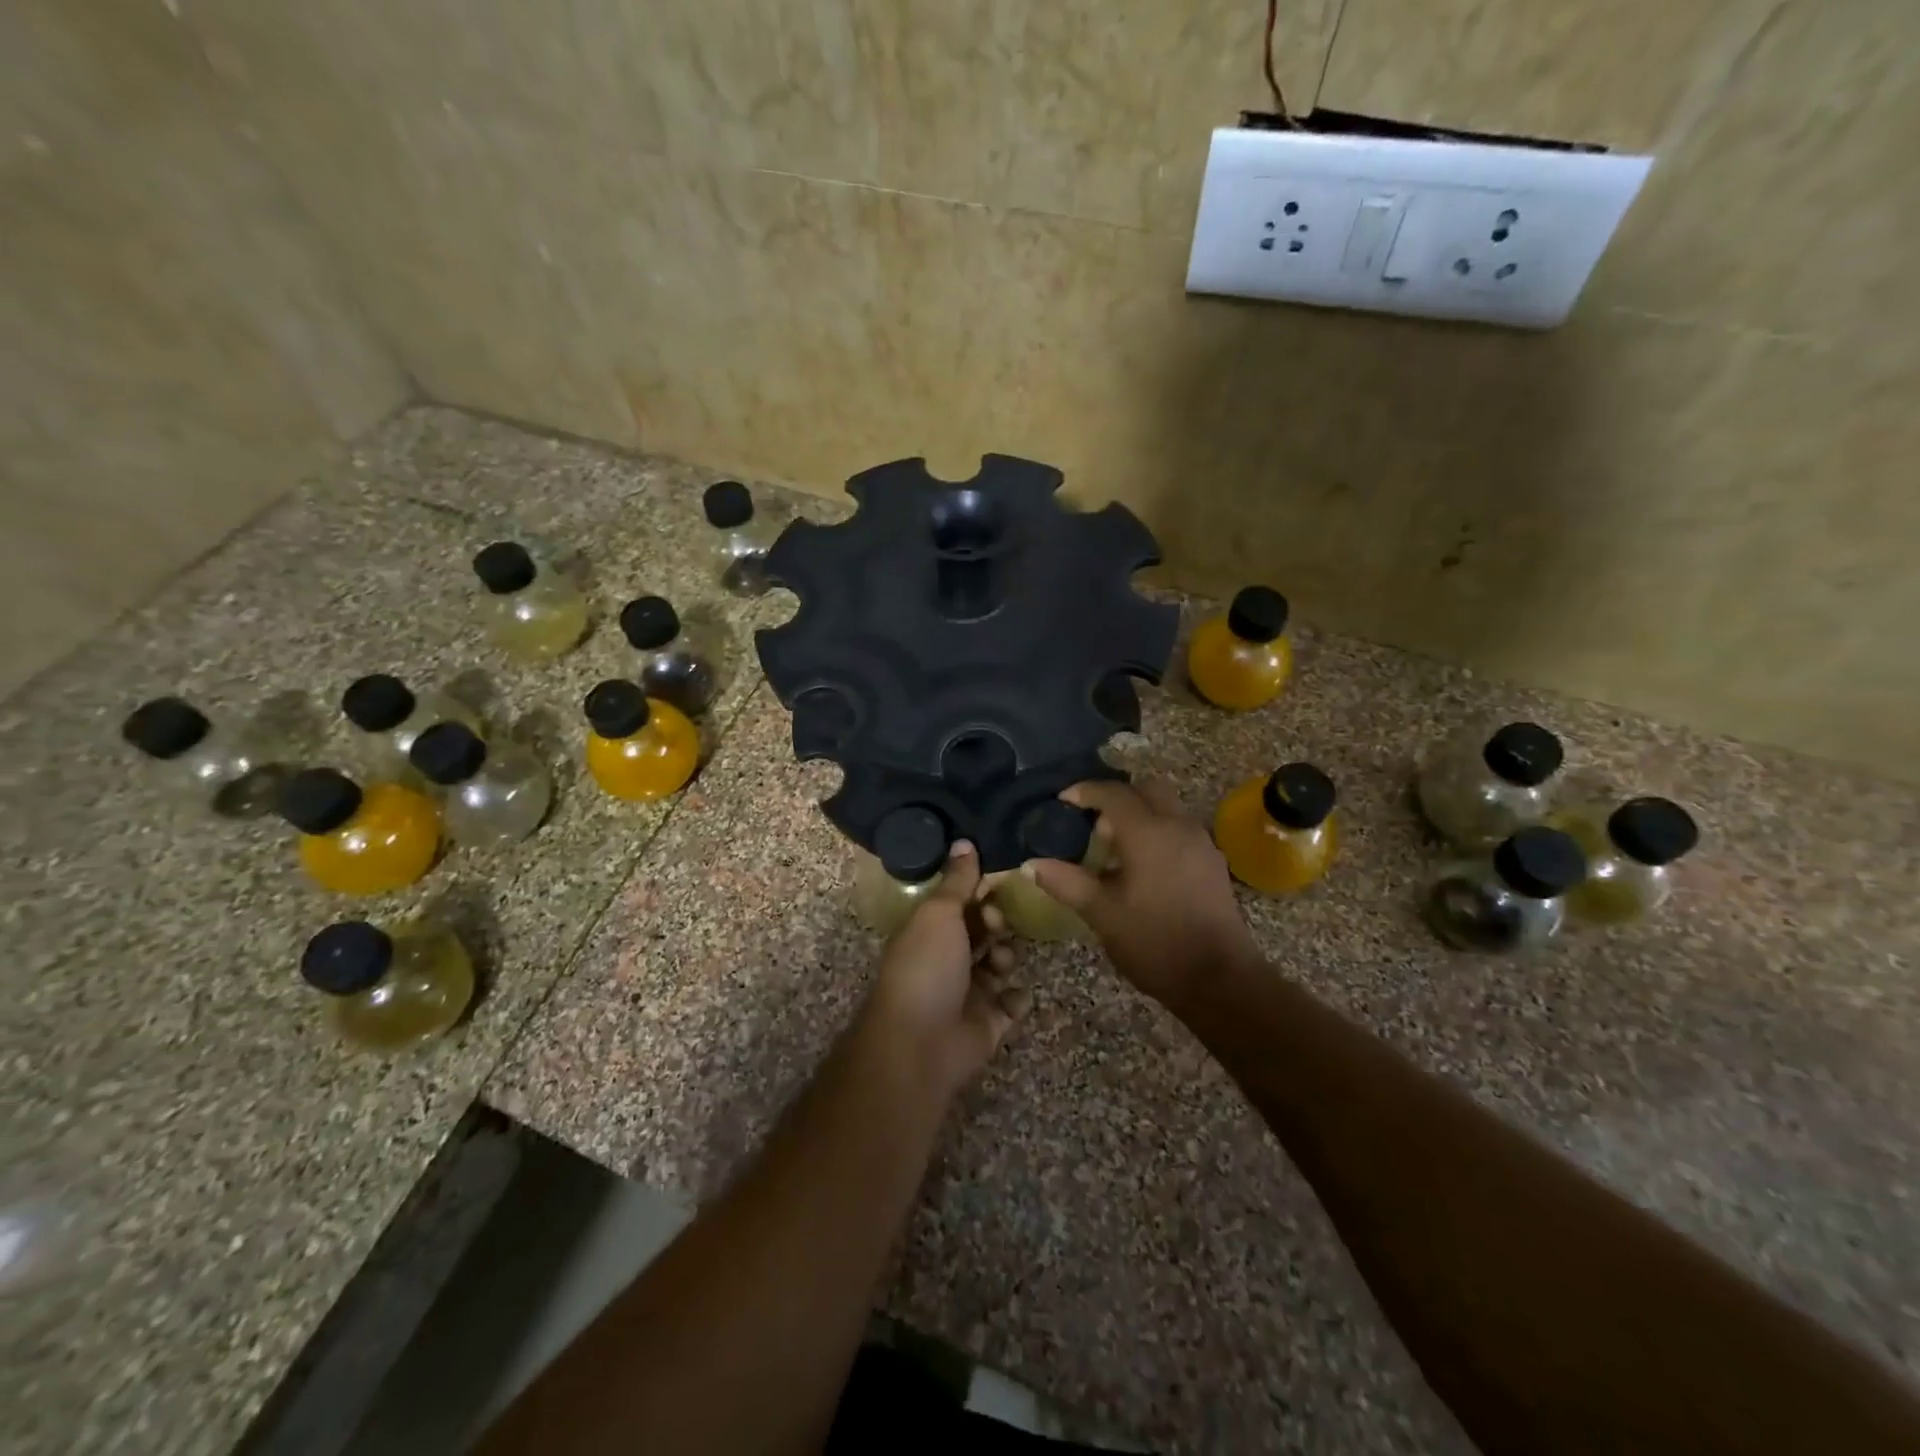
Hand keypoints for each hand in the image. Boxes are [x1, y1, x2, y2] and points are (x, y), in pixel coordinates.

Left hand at [859, 841, 1030, 1101]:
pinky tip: (1013, 993)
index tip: (998, 881)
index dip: (978, 891)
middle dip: (995, 923)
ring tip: (1000, 962)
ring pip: (999, 964)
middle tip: (997, 923)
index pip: (959, 904)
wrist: (921, 1043)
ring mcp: (968, 994)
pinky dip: (1016, 997)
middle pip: (982, 932)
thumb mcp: (939, 913)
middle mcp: (947, 960)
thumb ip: (957, 880)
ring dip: (1005, 957)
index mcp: (929, 932)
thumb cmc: (926, 967)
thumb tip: (964, 841)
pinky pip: (1011, 1003)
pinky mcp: (988, 1024)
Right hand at [1029, 780, 1260, 1014]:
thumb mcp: (1102, 914)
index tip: (1063, 801)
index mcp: (1148, 833)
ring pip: (1167, 808)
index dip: (1085, 792)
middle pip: (1146, 790)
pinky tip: (1144, 868)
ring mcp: (1201, 843)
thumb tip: (1031, 864)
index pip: (1113, 793)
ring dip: (1140, 815)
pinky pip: (1180, 829)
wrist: (1219, 978)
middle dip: (1117, 797)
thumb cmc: (1154, 942)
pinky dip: (1158, 832)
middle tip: (1093, 824)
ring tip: (1115, 849)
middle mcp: (1178, 826)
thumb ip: (1066, 882)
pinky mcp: (1212, 862)